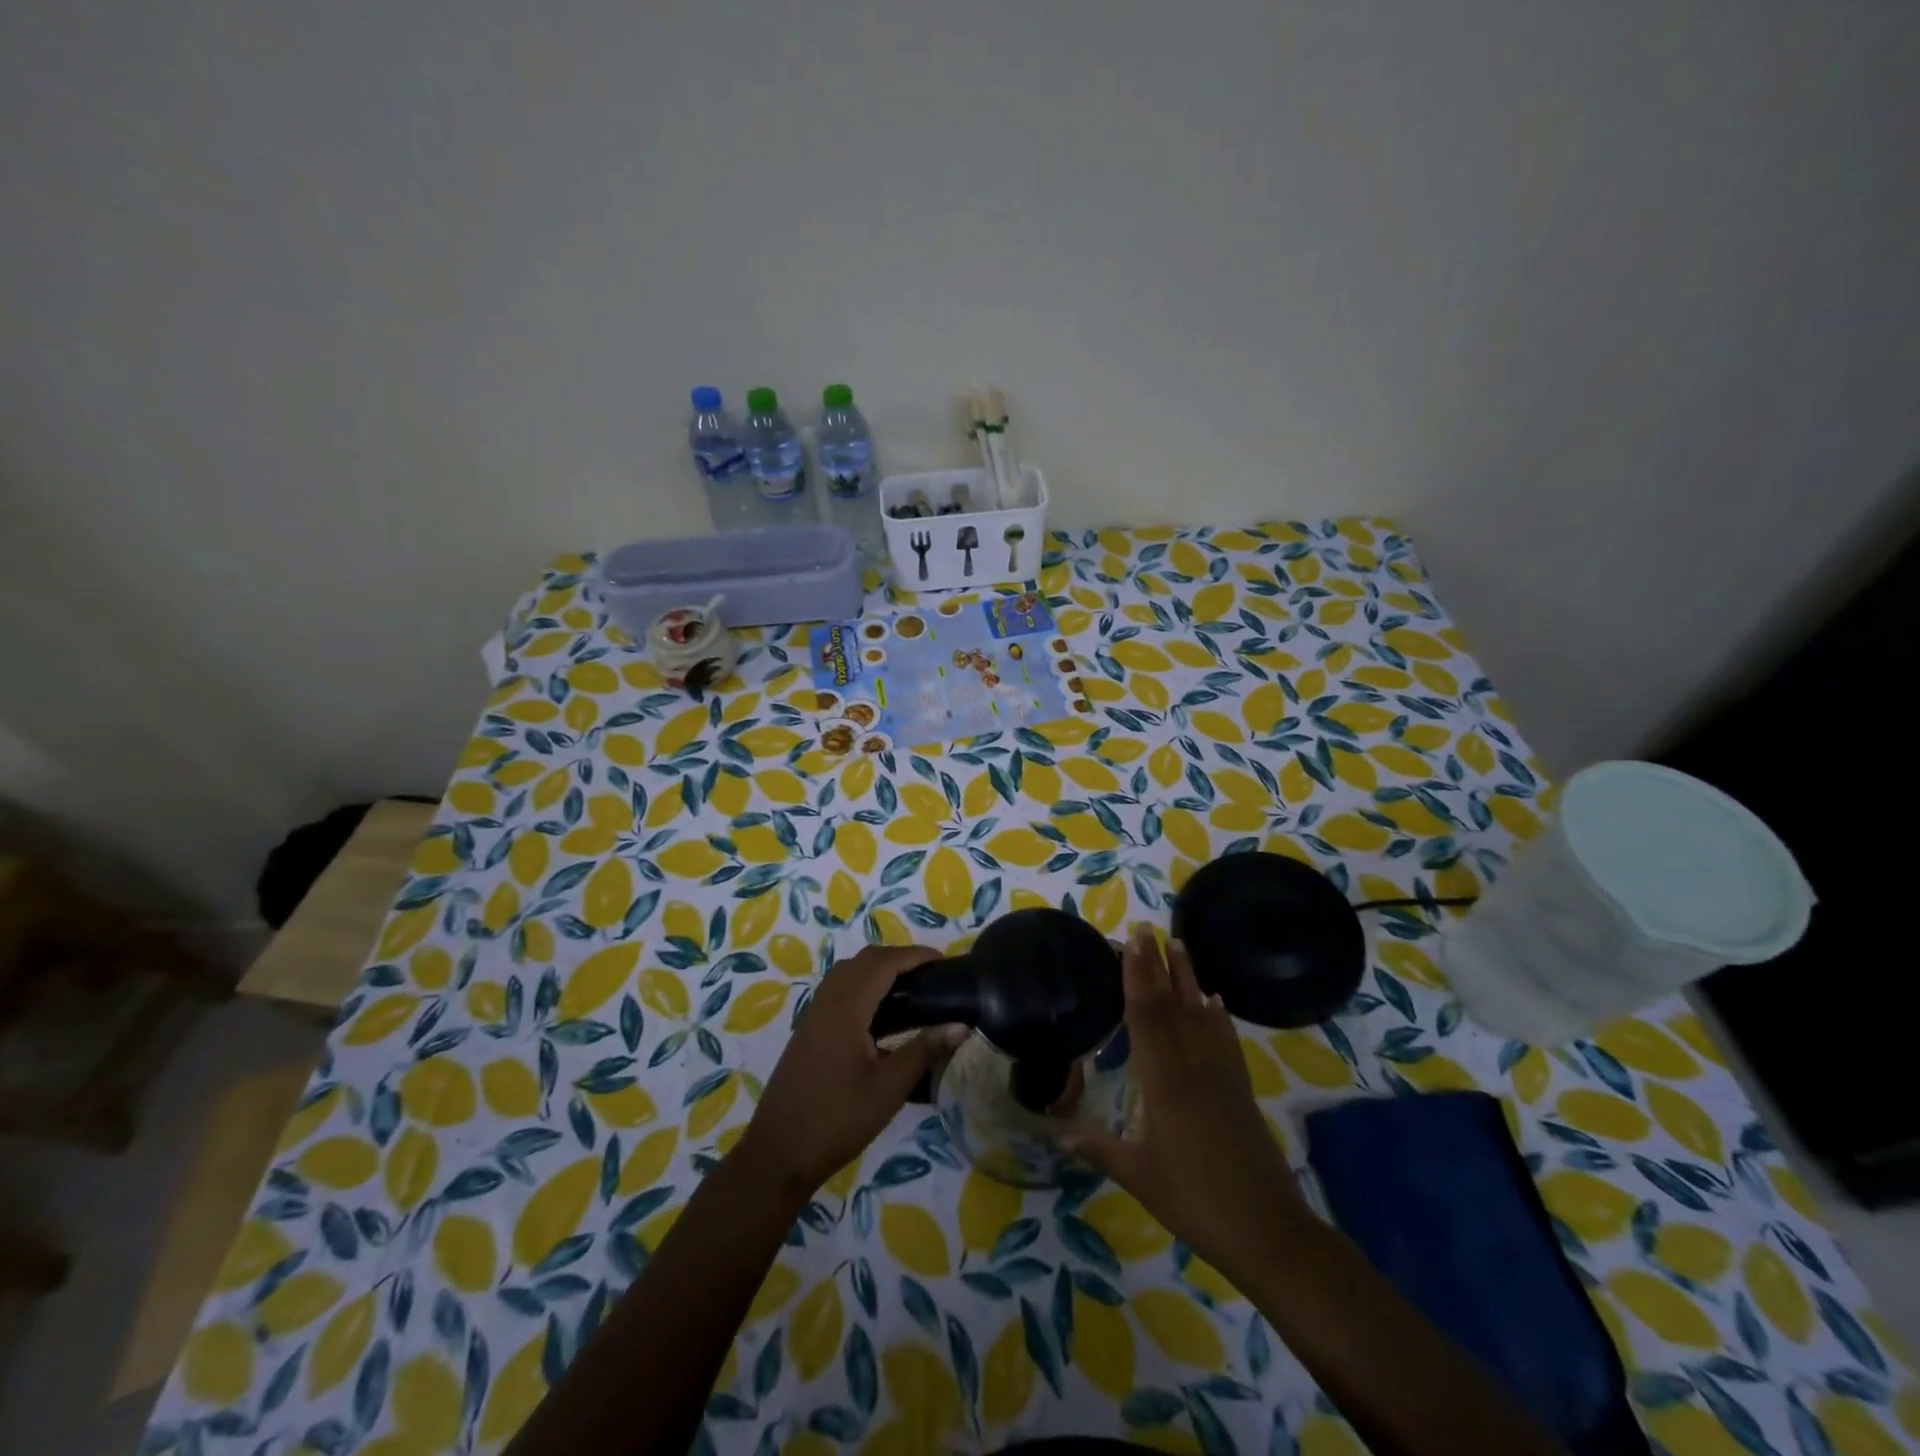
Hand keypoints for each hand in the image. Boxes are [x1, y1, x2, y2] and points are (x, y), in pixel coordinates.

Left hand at [737, 944, 964, 1197]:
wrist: (779, 1152)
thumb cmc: (837, 1120)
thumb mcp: (888, 1088)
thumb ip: (924, 1051)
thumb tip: (961, 1025)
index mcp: (846, 1007)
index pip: (884, 962)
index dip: (915, 956)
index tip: (945, 963)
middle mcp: (828, 1000)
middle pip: (865, 960)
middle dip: (899, 958)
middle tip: (932, 976)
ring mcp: (814, 1013)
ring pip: (849, 971)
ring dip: (880, 969)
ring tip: (912, 990)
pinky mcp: (809, 1028)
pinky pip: (839, 989)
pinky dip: (864, 985)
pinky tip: (882, 1014)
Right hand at [1064, 929, 1306, 1282]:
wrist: (1267, 1229)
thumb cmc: (1195, 1200)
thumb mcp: (1139, 1176)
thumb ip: (1099, 1149)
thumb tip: (1058, 1134)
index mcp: (1163, 1080)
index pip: (1145, 1015)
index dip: (1136, 976)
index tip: (1130, 942)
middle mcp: (1191, 1066)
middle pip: (1171, 1004)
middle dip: (1156, 964)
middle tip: (1146, 928)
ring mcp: (1220, 1074)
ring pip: (1199, 1013)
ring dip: (1187, 977)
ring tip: (1178, 944)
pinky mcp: (1239, 1088)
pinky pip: (1225, 1039)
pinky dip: (1217, 1015)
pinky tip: (1214, 1001)